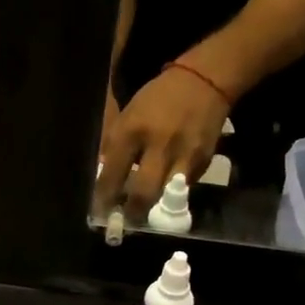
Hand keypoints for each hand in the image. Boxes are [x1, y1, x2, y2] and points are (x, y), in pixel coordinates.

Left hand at [94, 66, 229, 218]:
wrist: (204, 82)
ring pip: (166, 197)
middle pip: (143, 194)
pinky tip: (165, 192)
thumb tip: (103, 175)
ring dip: (153, 209)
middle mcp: (158, 145)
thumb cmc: (158, 98)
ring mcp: (183, 155)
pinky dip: (172, 193)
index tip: (100, 214)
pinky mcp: (203, 162)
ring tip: (144, 214)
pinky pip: (184, 188)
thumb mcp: (128, 114)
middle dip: (132, 214)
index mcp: (131, 130)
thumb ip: (114, 145)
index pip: (113, 175)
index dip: (105, 199)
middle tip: (125, 223)